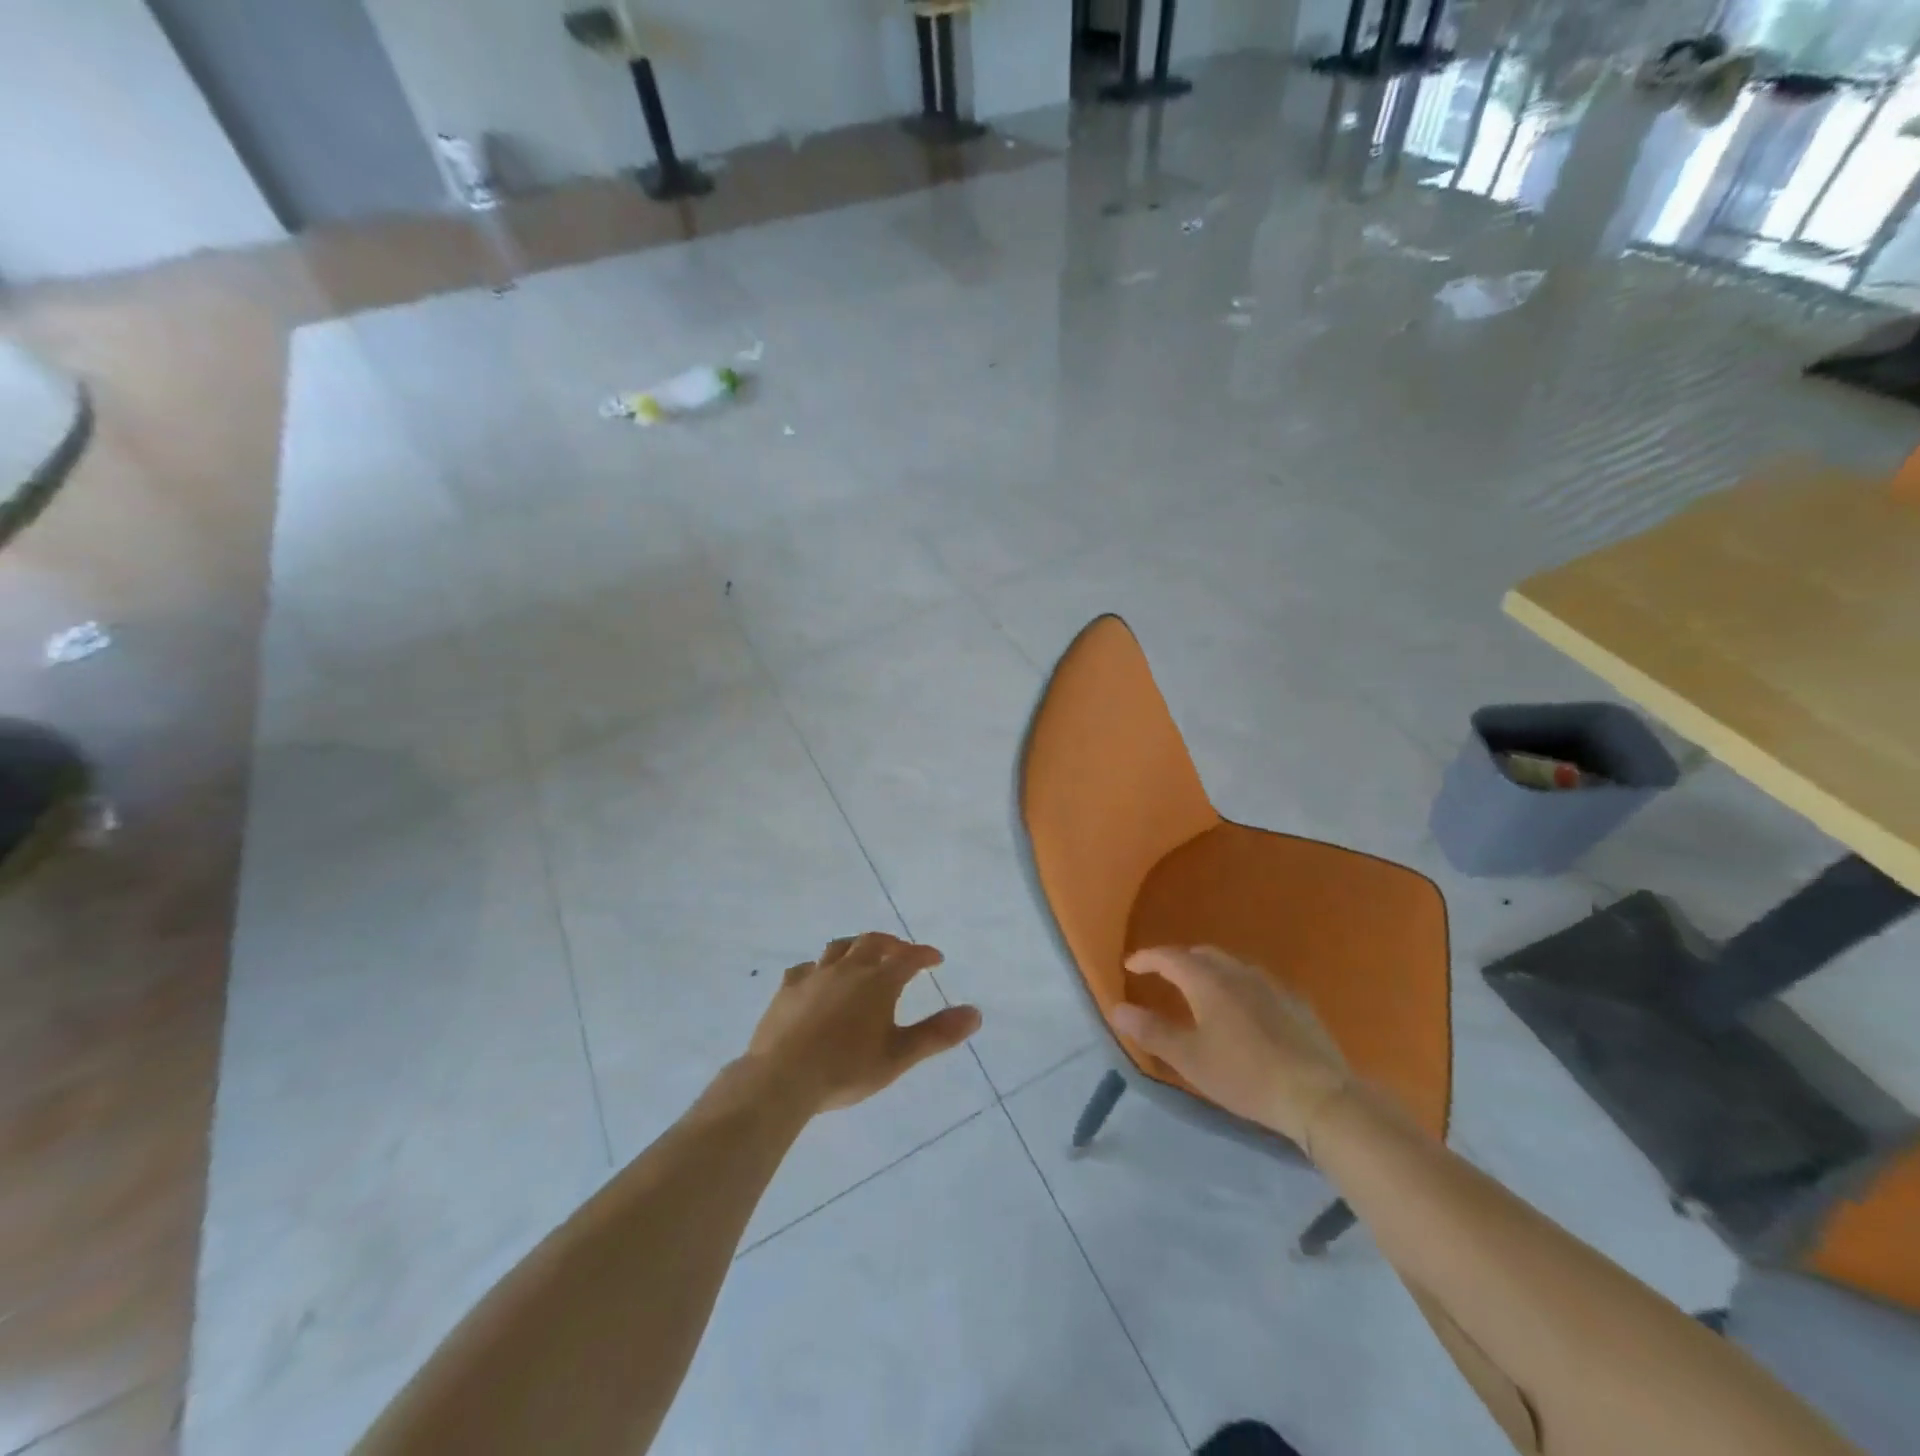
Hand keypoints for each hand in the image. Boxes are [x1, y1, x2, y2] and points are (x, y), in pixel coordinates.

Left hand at [748, 933, 981, 1113]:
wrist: (782, 1077)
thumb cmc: (846, 1069)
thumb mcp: (899, 1056)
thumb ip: (937, 1034)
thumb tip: (976, 1013)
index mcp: (878, 982)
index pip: (908, 958)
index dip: (924, 955)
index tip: (936, 959)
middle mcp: (848, 969)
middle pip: (872, 942)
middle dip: (891, 944)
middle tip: (901, 952)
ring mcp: (814, 975)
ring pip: (838, 947)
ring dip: (856, 947)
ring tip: (862, 956)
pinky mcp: (787, 989)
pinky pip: (806, 968)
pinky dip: (819, 968)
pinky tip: (817, 979)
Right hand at [1111, 946, 1350, 1150]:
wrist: (1318, 1095)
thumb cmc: (1245, 1076)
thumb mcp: (1190, 1059)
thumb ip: (1152, 1031)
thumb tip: (1117, 1008)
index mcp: (1208, 981)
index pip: (1169, 957)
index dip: (1147, 958)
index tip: (1130, 964)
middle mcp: (1238, 973)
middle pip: (1202, 955)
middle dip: (1179, 960)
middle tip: (1164, 976)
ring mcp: (1271, 985)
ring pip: (1232, 966)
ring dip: (1210, 971)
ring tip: (1201, 991)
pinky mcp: (1296, 1002)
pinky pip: (1256, 982)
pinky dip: (1238, 986)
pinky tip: (1243, 1010)